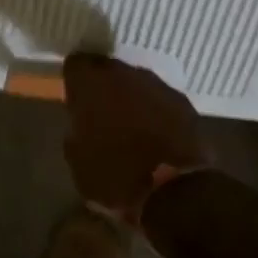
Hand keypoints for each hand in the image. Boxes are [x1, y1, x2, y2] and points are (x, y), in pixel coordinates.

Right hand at [62, 52, 208, 221]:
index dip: (75, 81)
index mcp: (90, 82)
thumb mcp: (77, 160)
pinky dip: (157, 114)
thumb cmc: (116, 176)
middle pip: (107, 70)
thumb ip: (76, 130)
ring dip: (131, 100)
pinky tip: (157, 138)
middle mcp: (122, 72)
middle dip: (104, 89)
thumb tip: (82, 123)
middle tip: (102, 116)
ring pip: (136, 84)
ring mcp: (155, 84)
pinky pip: (161, 101)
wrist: (176, 192)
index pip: (75, 64)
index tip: (76, 100)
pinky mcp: (183, 101)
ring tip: (132, 130)